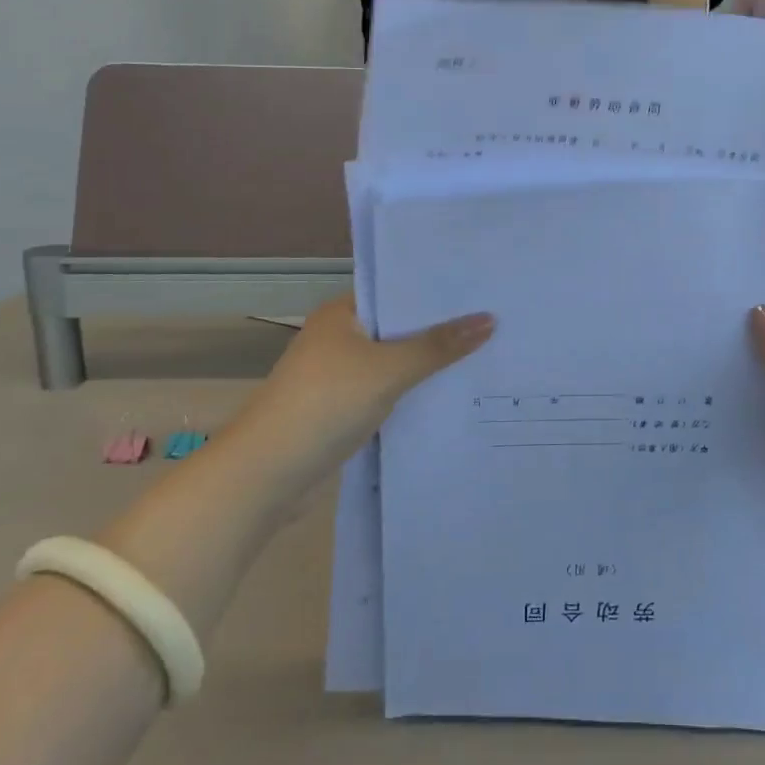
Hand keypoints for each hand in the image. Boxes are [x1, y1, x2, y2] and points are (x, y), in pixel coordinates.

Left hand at [236, 298, 493, 477]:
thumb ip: (439, 346)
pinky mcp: (345, 410)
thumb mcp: (388, 369)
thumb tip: (490, 319)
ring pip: (397, 363)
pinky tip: (454, 395)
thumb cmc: (325, 404)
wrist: (267, 475)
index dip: (437, 292)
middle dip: (442, 330)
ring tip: (488, 355)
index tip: (483, 290)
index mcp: (342, 314)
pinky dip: (416, 394)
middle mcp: (341, 339)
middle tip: (498, 322)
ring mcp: (341, 377)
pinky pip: (390, 392)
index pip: (397, 291)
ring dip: (430, 366)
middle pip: (401, 328)